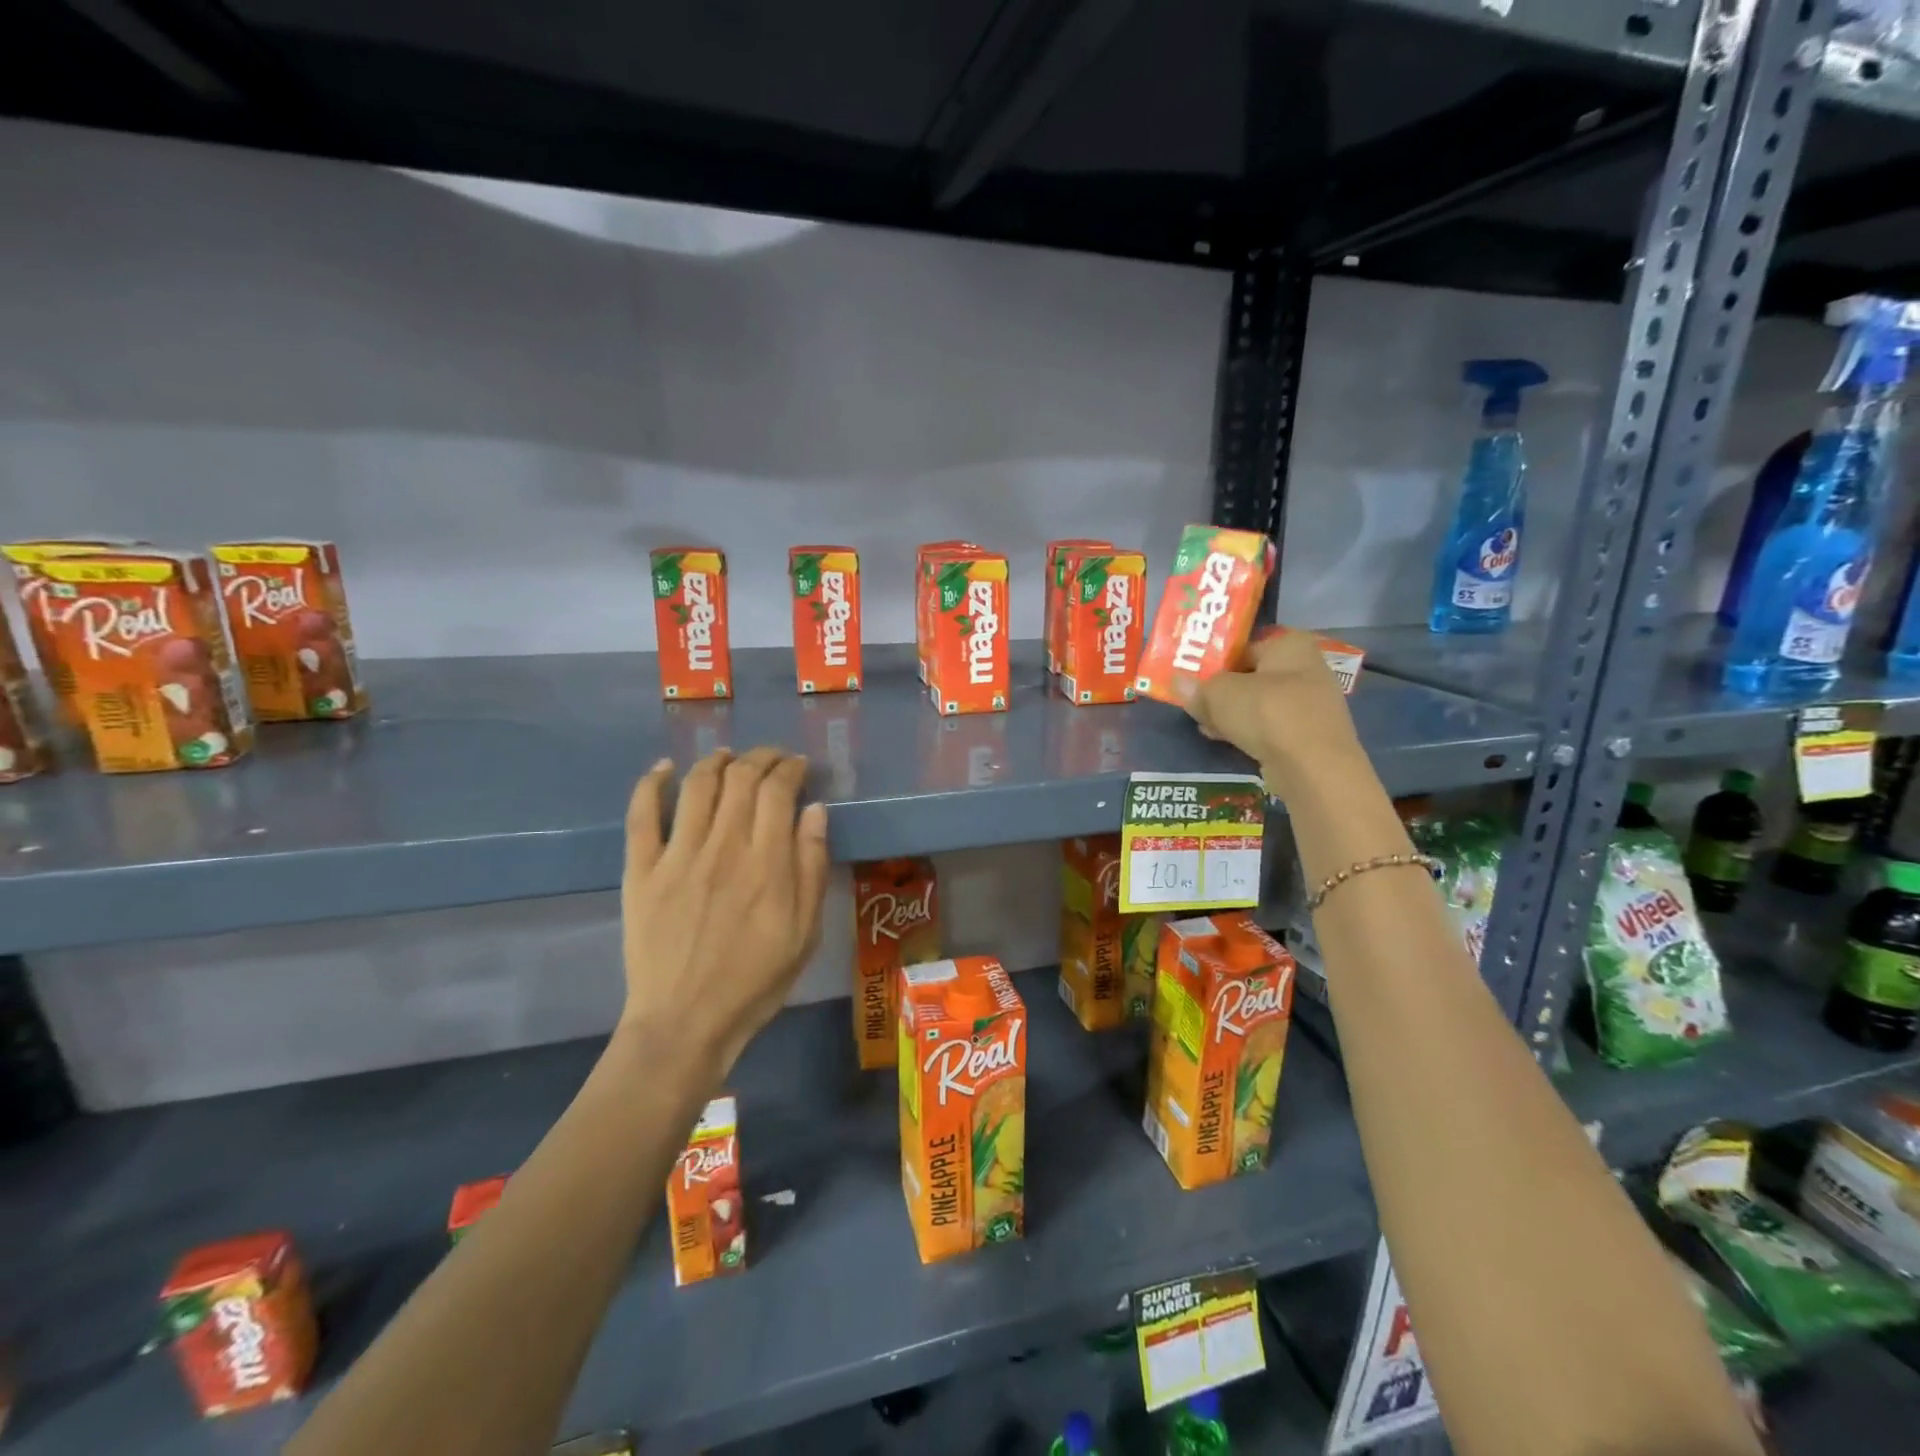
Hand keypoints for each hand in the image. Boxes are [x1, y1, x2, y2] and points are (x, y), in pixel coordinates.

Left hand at [619, 748, 829, 1077]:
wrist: (685, 1022)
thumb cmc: (755, 980)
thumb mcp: (805, 931)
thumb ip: (811, 866)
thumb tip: (814, 809)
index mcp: (766, 862)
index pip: (778, 790)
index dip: (790, 768)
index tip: (798, 765)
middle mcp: (722, 847)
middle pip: (740, 779)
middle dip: (760, 757)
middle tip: (771, 758)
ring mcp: (676, 856)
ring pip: (696, 786)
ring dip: (715, 761)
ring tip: (728, 756)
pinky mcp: (641, 871)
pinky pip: (641, 816)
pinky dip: (651, 784)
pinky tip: (664, 768)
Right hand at [1188, 629, 1364, 798]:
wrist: (1313, 767)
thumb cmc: (1267, 713)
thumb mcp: (1219, 694)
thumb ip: (1198, 688)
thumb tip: (1179, 684)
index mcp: (1291, 645)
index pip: (1246, 644)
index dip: (1217, 659)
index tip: (1193, 674)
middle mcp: (1307, 668)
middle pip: (1253, 675)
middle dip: (1223, 690)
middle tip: (1195, 700)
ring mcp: (1311, 705)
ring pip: (1260, 704)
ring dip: (1233, 713)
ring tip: (1204, 723)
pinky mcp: (1309, 736)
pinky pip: (1270, 727)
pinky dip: (1249, 731)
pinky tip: (1224, 739)